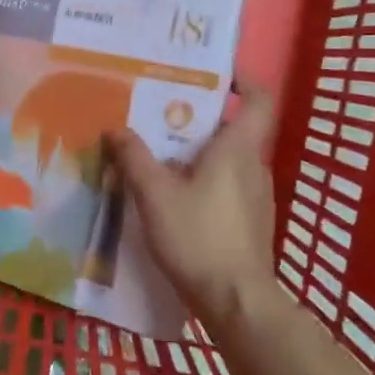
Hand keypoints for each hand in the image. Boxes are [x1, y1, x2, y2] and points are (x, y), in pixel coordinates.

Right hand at [108, 80, 277, 329]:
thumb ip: (133, 158)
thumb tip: (115, 128)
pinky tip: (174, 197)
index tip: (216, 71)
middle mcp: (253, 166)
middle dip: (200, 118)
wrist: (236, 302)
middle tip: (161, 115)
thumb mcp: (154, 194)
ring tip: (160, 155)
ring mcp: (256, 197)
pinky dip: (204, 181)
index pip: (259, 99)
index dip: (243, 79)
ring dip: (199, 153)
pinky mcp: (251, 223)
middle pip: (234, 129)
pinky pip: (227, 186)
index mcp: (238, 149)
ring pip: (229, 160)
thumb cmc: (197, 237)